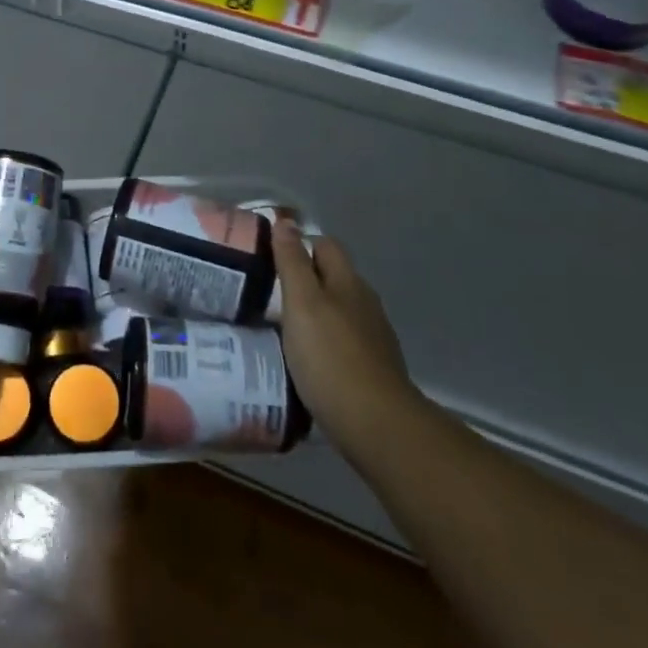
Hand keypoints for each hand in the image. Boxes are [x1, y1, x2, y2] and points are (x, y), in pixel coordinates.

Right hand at [272, 222, 417, 462]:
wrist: (377, 426)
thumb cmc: (330, 357)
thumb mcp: (301, 303)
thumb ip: (292, 262)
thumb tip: (286, 221)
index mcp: (348, 282)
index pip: (325, 245)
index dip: (300, 245)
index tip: (271, 257)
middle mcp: (365, 303)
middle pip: (334, 277)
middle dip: (306, 279)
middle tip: (270, 292)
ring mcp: (374, 337)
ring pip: (340, 310)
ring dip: (316, 313)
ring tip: (284, 326)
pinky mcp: (374, 369)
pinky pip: (345, 341)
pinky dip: (326, 341)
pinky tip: (309, 358)